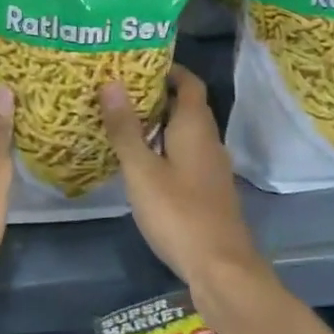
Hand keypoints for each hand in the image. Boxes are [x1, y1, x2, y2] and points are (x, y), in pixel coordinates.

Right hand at [101, 67, 272, 305]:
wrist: (222, 269)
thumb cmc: (179, 213)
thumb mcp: (142, 170)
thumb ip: (126, 128)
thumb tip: (111, 82)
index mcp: (196, 127)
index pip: (188, 82)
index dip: (168, 69)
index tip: (136, 63)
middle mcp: (208, 140)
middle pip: (186, 106)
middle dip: (156, 95)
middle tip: (118, 90)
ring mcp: (211, 168)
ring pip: (184, 132)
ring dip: (158, 123)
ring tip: (122, 121)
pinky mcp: (207, 190)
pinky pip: (185, 155)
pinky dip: (164, 148)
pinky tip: (140, 162)